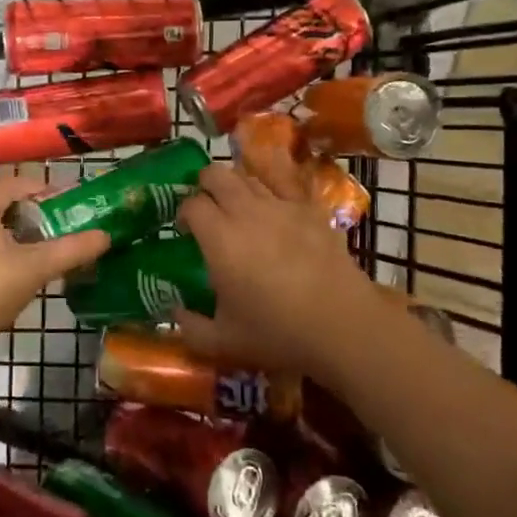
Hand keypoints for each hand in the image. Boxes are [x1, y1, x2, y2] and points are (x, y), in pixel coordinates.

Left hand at [0, 174, 110, 352]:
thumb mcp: (35, 269)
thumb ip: (71, 250)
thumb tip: (105, 236)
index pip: (13, 183)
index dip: (41, 187)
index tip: (66, 202)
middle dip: (28, 207)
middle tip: (55, 223)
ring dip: (13, 228)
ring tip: (39, 246)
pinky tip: (13, 269)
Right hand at [173, 162, 397, 384]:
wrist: (341, 324)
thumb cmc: (277, 332)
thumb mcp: (223, 342)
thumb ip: (190, 327)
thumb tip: (175, 313)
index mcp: (219, 238)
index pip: (192, 204)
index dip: (183, 212)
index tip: (185, 230)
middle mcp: (246, 211)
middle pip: (216, 174)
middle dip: (204, 184)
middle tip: (206, 206)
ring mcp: (281, 205)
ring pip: (249, 175)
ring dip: (236, 184)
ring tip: (237, 204)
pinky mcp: (311, 209)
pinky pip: (287, 181)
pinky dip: (273, 180)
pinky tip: (272, 194)